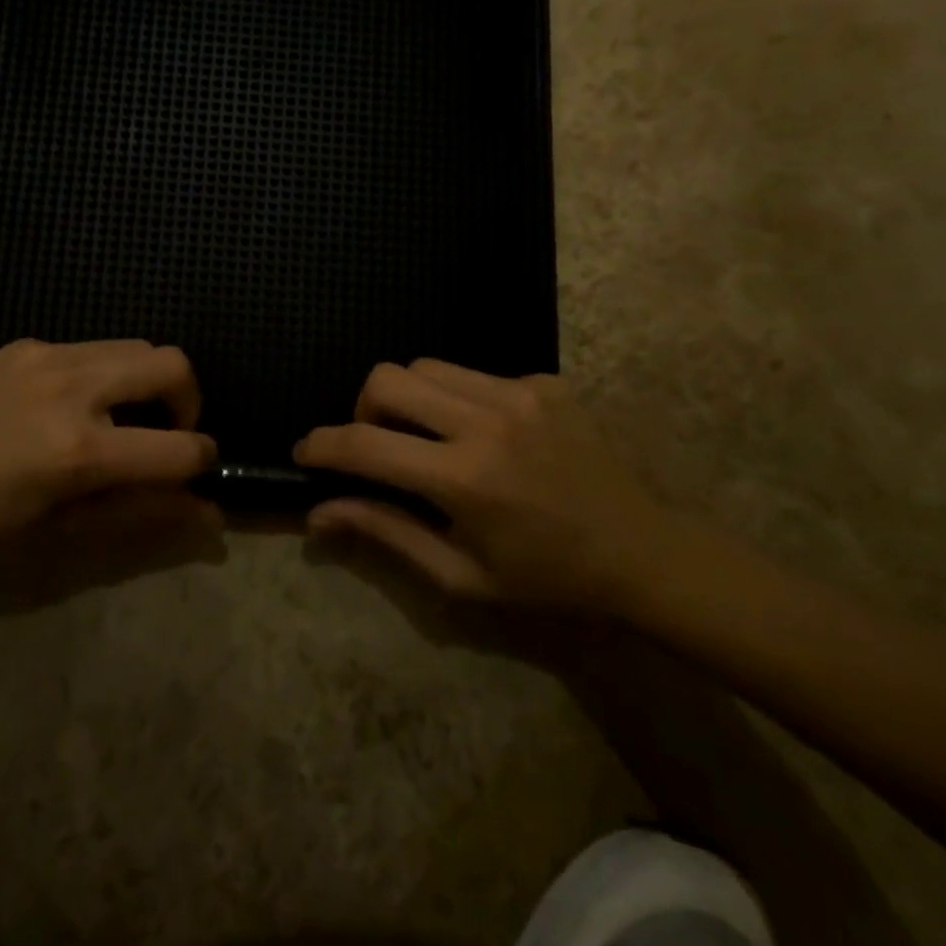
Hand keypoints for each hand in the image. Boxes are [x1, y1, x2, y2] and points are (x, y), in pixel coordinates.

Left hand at [0, 338, 218, 555]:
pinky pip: (92, 348)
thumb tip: (207, 514)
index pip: (180, 447)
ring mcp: (50, 356)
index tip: (197, 470)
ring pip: (137, 345)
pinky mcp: (29, 343)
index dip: (202, 460)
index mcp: (79, 451)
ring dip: (148, 381)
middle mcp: (74, 388)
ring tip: (119, 418)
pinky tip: (69, 405)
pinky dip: (106, 374)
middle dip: (188, 400)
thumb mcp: (59, 530)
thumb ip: (139, 514)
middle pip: (173, 364)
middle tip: (164, 433)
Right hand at [294, 359, 671, 610]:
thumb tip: (319, 514)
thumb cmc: (545, 579)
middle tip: (380, 447)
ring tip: (429, 438)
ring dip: (409, 399)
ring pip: (426, 366)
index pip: (366, 444)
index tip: (305, 453)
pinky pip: (474, 374)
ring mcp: (520, 392)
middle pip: (387, 378)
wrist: (640, 554)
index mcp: (464, 478)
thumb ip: (385, 533)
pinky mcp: (544, 380)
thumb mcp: (459, 575)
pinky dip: (459, 400)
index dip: (323, 446)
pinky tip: (487, 436)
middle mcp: (487, 420)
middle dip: (364, 409)